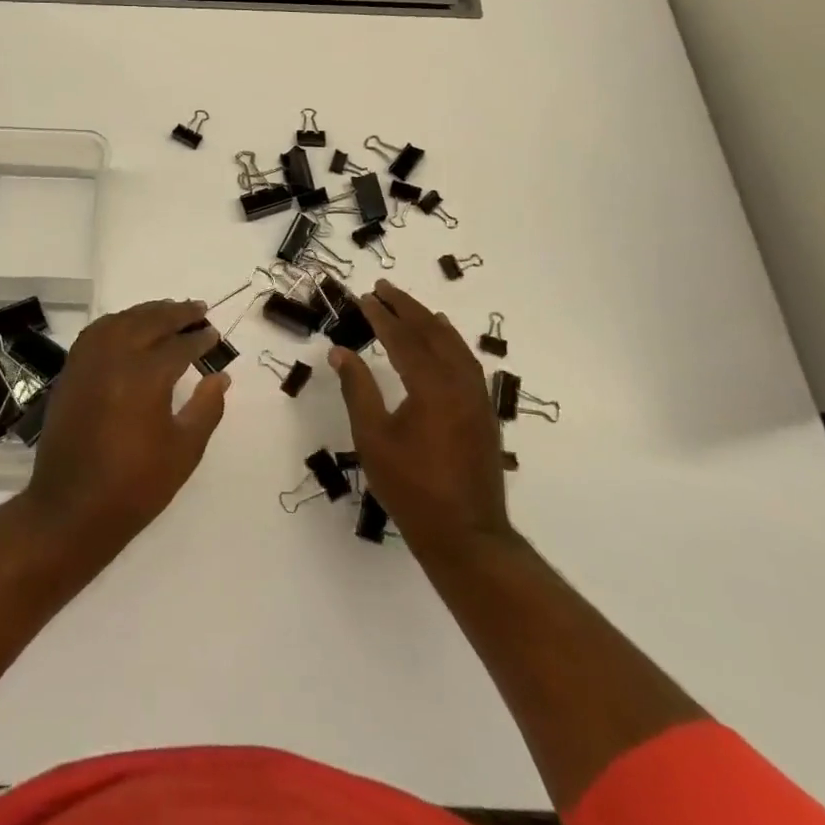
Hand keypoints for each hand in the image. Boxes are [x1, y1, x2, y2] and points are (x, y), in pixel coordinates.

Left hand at [22, 299, 230, 550]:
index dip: (200, 339)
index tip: (214, 335)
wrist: (71, 510)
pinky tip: (128, 327)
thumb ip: (206, 408)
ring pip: (121, 321)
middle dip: (177, 313)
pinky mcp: (71, 372)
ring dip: (146, 312)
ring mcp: (88, 362)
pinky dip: (116, 322)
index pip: (179, 346)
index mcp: (146, 376)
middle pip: (149, 322)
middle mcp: (115, 358)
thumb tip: (220, 376)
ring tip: (168, 312)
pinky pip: (96, 332)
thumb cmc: (135, 486)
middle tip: (198, 309)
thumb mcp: (184, 451)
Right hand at [329, 279, 512, 563]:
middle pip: (432, 332)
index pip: (403, 338)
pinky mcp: (484, 414)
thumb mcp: (373, 438)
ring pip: (454, 345)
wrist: (467, 536)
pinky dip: (451, 343)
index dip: (382, 315)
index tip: (365, 296)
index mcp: (431, 386)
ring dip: (430, 322)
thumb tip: (340, 351)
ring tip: (412, 307)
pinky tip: (444, 343)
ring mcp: (477, 398)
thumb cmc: (412, 487)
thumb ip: (358, 389)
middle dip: (407, 307)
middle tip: (384, 288)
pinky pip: (467, 363)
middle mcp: (459, 383)